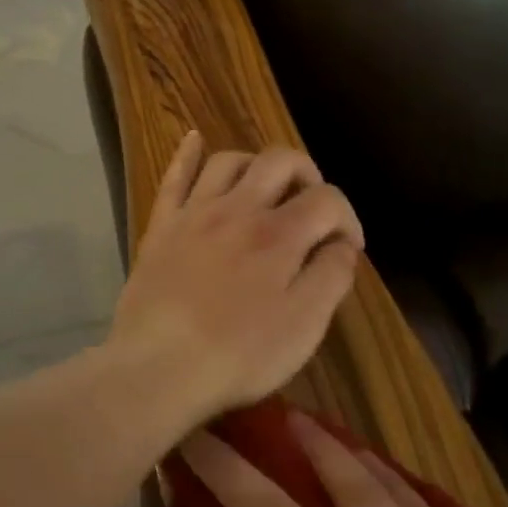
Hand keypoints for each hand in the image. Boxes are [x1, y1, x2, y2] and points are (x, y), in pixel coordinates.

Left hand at [111, 133, 363, 428]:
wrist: (159, 368)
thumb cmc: (239, 354)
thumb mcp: (304, 326)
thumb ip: (331, 277)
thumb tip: (343, 245)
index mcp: (280, 235)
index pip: (328, 200)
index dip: (348, 219)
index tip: (348, 249)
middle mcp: (239, 209)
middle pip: (280, 162)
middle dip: (307, 175)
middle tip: (312, 206)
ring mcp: (194, 214)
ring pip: (230, 161)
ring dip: (256, 165)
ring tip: (266, 188)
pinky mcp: (161, 227)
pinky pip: (174, 177)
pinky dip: (187, 154)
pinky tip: (194, 138)